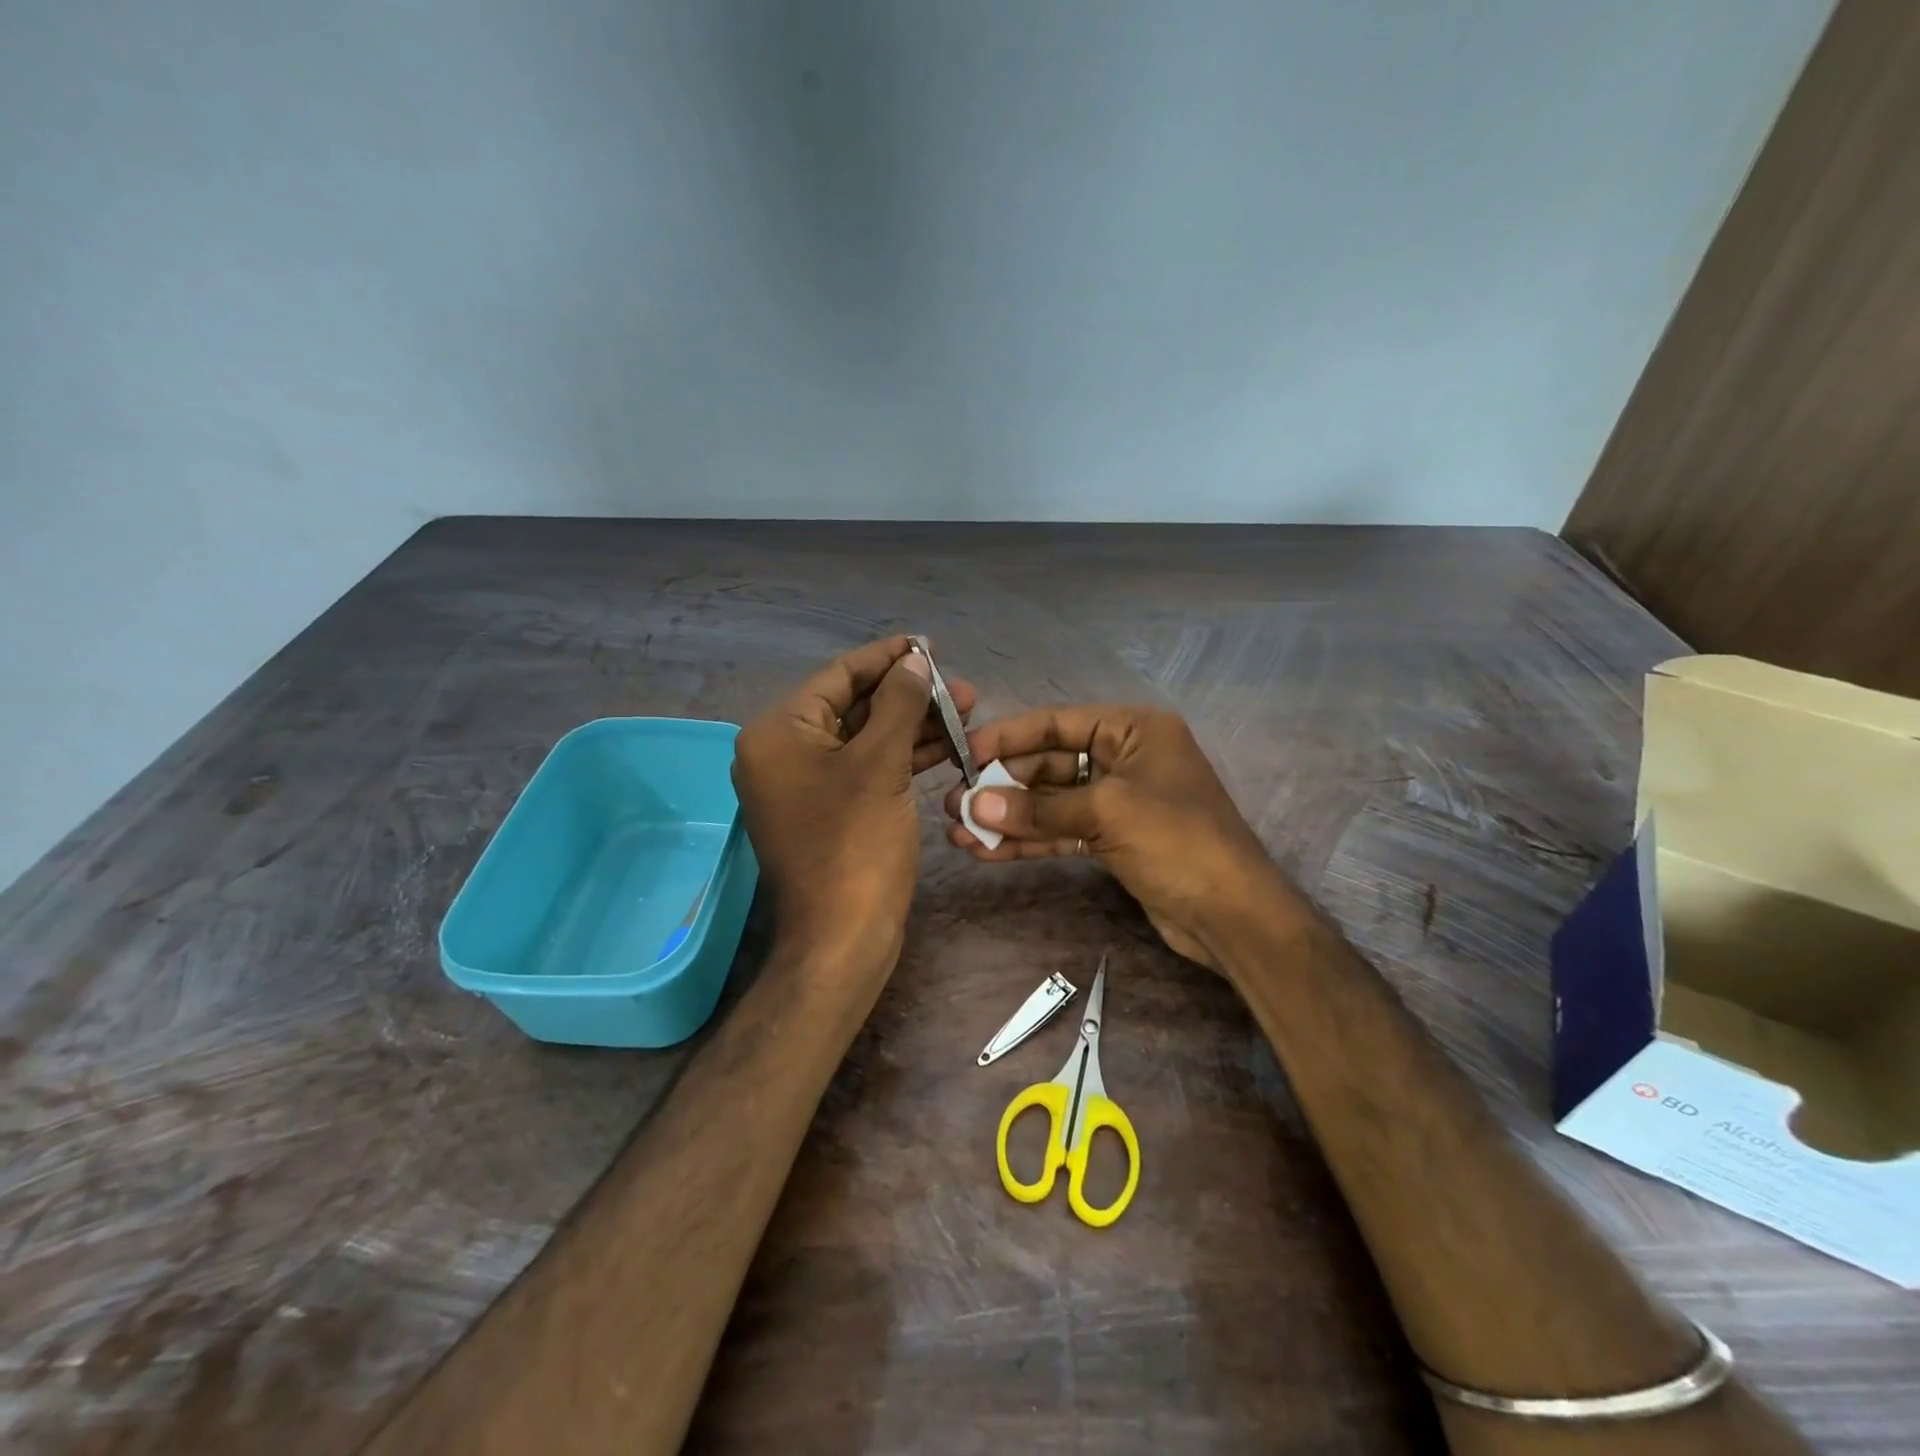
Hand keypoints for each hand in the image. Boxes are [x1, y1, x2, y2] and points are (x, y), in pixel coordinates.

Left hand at [733, 637, 976, 974]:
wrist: (843, 938)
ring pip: (863, 740)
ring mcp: (803, 785)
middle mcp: (781, 753)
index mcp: (778, 732)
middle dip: (907, 695)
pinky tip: (945, 746)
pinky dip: (901, 757)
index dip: (887, 658)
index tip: (928, 645)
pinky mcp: (827, 811)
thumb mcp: (882, 764)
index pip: (838, 676)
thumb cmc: (857, 845)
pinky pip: (864, 770)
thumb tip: (915, 661)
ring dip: (911, 726)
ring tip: (966, 712)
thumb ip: (899, 703)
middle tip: (960, 687)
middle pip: (852, 707)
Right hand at [942, 705, 1306, 972]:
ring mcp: (1119, 802)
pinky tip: (988, 852)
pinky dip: (1029, 841)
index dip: (1009, 737)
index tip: (964, 752)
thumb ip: (1039, 808)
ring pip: (1052, 803)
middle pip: (1051, 765)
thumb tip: (974, 804)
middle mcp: (1125, 758)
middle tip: (954, 804)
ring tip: (960, 833)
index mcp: (1134, 730)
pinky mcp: (1114, 840)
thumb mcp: (1108, 813)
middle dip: (1003, 786)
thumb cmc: (1178, 842)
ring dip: (1009, 818)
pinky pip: (1062, 832)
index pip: (1059, 723)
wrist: (1233, 917)